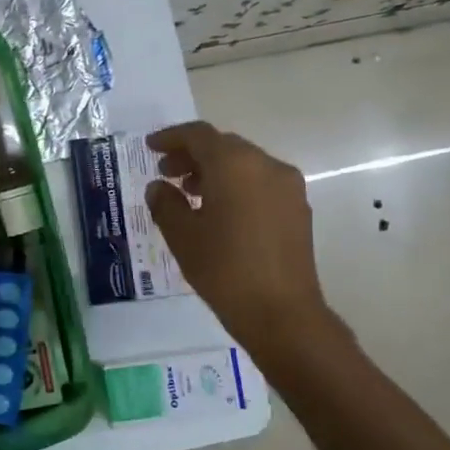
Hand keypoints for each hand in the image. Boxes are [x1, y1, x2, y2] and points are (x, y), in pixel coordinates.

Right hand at [144, 121, 344, 373]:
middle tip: (166, 173)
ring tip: (189, 193)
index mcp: (234, 164)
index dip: (171, 138)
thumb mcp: (182, 235)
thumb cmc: (224, 269)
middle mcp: (265, 165)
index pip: (198, 135)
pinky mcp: (298, 208)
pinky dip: (236, 185)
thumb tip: (159, 187)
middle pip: (223, 146)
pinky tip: (219, 211)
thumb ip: (165, 203)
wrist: (282, 313)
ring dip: (214, 170)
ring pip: (244, 164)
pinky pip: (260, 182)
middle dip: (192, 155)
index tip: (151, 147)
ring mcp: (287, 186)